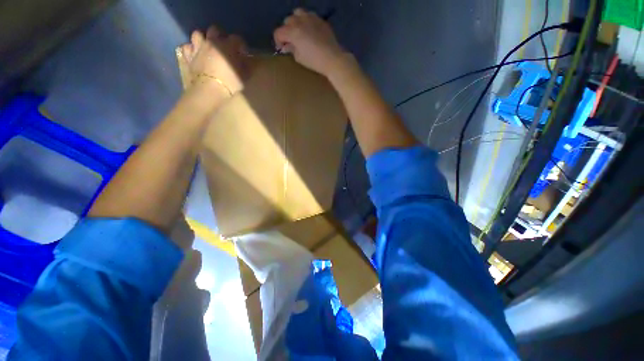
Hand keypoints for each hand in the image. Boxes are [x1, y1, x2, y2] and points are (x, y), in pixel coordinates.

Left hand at [180, 25, 249, 95]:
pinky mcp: (186, 58)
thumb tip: (246, 60)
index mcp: (227, 45)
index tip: (243, 53)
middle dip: (220, 37)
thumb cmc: (230, 85)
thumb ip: (246, 65)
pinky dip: (190, 50)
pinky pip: (186, 48)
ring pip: (198, 35)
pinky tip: (194, 56)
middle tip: (225, 48)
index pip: (236, 39)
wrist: (209, 93)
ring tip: (208, 50)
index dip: (241, 45)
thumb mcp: (244, 76)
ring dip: (203, 40)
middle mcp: (211, 42)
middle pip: (215, 30)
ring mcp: (196, 49)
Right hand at [274, 9, 349, 77]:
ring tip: (299, 32)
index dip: (278, 41)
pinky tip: (310, 31)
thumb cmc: (314, 61)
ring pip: (297, 14)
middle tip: (291, 41)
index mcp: (293, 32)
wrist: (332, 58)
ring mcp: (311, 18)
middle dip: (286, 31)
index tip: (281, 48)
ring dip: (295, 22)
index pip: (279, 32)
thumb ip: (291, 49)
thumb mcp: (299, 58)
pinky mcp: (320, 20)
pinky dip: (306, 21)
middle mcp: (300, 21)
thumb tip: (287, 46)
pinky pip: (309, 16)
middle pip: (287, 21)